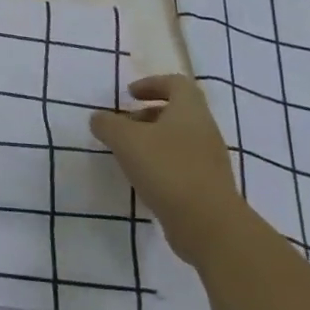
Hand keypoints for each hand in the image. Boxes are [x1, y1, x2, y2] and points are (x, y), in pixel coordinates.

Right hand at [91, 74, 245, 264]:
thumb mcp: (125, 140)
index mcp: (190, 111)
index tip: (129, 94)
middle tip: (123, 126)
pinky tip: (144, 179)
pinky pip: (182, 164)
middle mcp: (204, 130)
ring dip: (153, 140)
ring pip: (179, 139)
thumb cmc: (167, 170)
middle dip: (147, 115)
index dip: (152, 83)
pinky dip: (161, 164)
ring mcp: (210, 160)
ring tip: (128, 155)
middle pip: (177, 112)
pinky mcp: (208, 186)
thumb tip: (99, 118)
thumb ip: (107, 124)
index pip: (176, 83)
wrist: (209, 225)